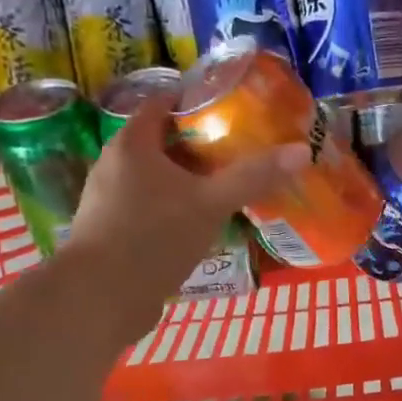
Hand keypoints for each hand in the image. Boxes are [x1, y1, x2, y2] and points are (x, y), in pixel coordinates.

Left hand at [67, 97, 305, 343]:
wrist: (100, 299)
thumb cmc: (153, 237)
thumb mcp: (211, 204)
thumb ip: (253, 177)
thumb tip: (301, 150)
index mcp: (132, 145)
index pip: (163, 103)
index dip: (197, 101)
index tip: (233, 110)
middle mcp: (115, 165)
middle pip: (163, 144)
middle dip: (200, 147)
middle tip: (240, 153)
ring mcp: (110, 202)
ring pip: (157, 180)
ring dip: (189, 183)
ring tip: (227, 190)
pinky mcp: (114, 233)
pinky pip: (151, 210)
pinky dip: (176, 211)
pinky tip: (201, 228)